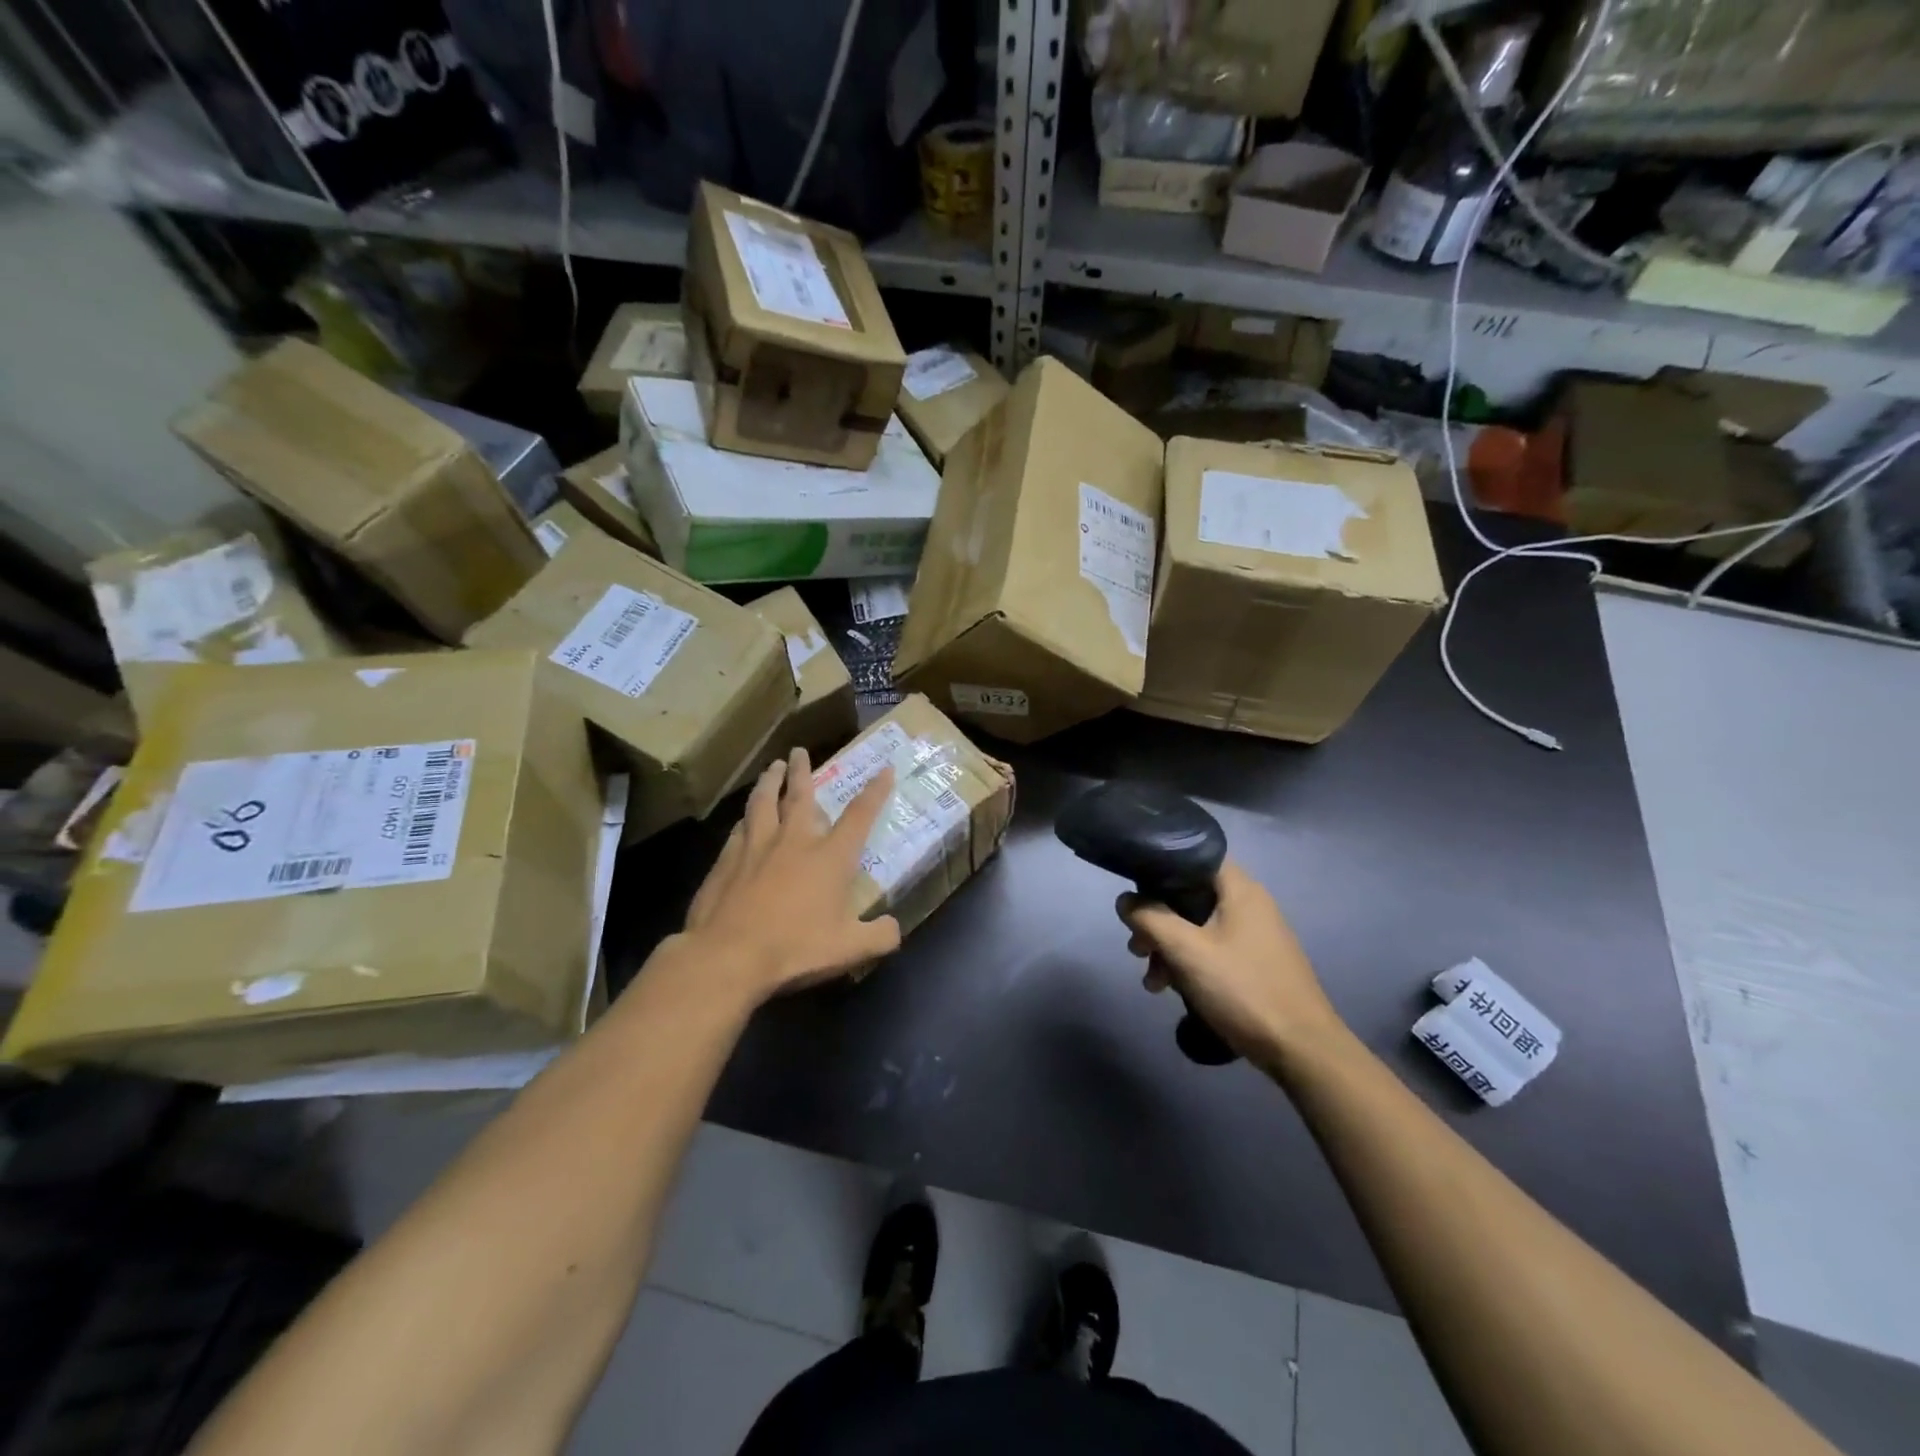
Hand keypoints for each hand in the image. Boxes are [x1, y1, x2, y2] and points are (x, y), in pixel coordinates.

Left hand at [673, 748, 902, 1005]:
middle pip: (800, 796)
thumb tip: (894, 929)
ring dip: (769, 782)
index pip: (859, 815)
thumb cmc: (795, 948)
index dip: (875, 791)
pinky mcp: (726, 861)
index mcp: (830, 857)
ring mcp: (755, 847)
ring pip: (763, 802)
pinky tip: (743, 819)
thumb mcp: (850, 950)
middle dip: (804, 771)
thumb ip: (879, 937)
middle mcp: (794, 841)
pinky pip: (739, 830)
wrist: (728, 955)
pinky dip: (746, 819)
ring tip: (772, 767)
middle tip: (800, 751)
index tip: (884, 769)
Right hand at [1118, 861, 1343, 1060]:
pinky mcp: (1255, 963)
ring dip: (1169, 948)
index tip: (1135, 893)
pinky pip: (1212, 950)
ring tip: (1152, 982)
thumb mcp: (1186, 951)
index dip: (1160, 869)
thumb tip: (1124, 901)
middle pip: (1190, 896)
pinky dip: (1189, 963)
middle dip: (1157, 921)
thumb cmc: (1243, 989)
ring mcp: (1255, 935)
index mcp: (1240, 889)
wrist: (1302, 1051)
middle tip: (1136, 949)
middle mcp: (1250, 904)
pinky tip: (1172, 990)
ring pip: (1197, 927)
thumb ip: (1150, 918)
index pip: (1193, 857)